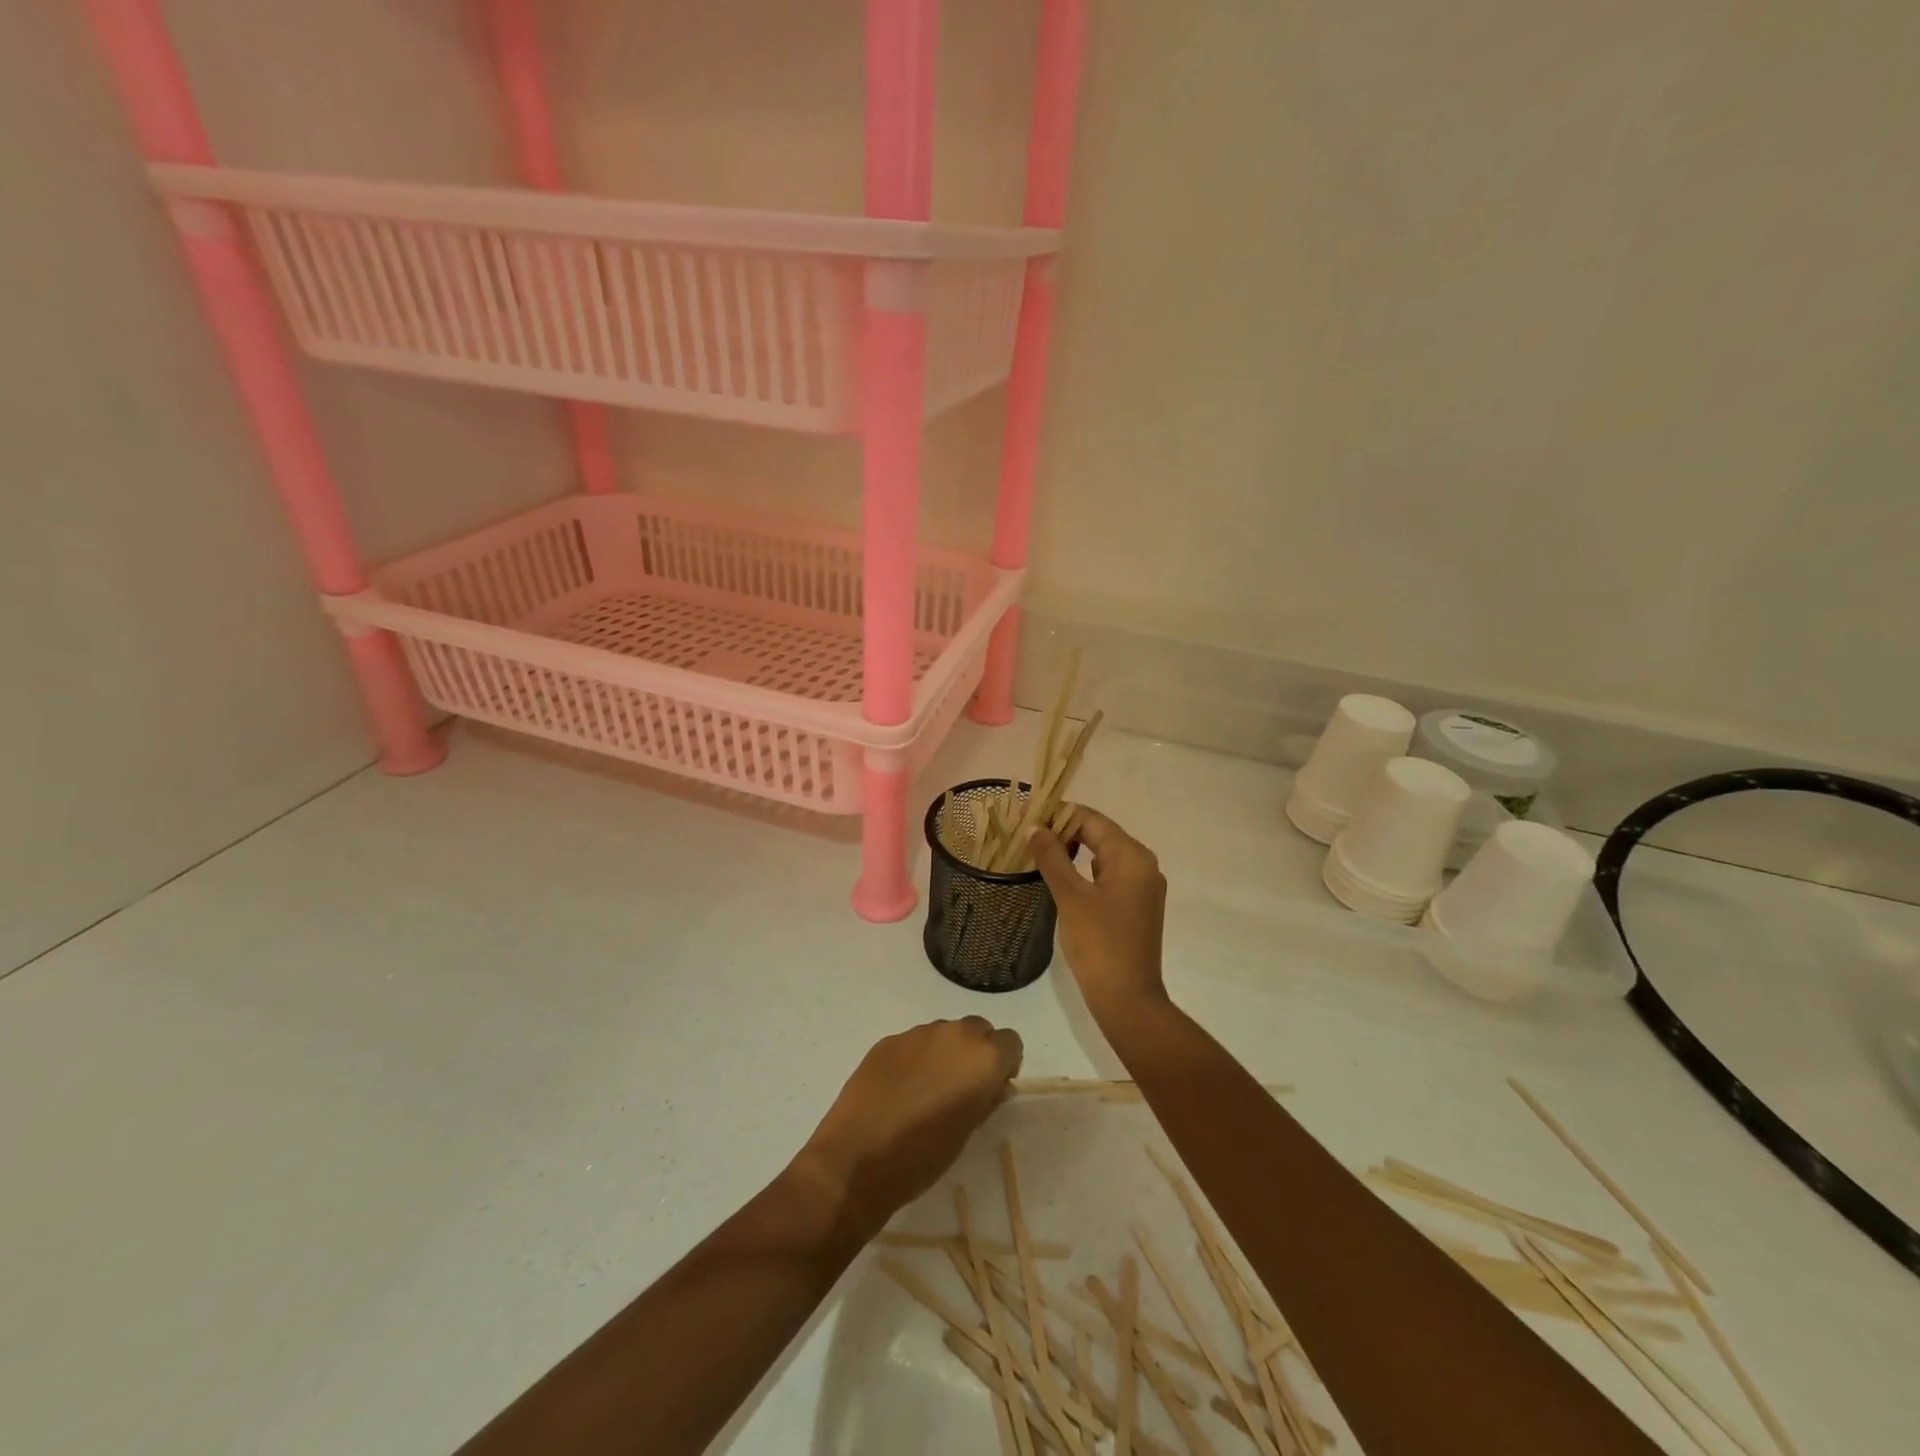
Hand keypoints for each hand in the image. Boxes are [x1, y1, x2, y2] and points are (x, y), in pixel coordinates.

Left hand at [794, 1018, 1022, 1236]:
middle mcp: (954, 1034)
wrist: (857, 1160)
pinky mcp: (888, 1040)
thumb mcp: (968, 1133)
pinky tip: (900, 1089)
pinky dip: (916, 1058)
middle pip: (978, 1030)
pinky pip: (914, 1042)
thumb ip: (987, 1100)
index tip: (991, 1089)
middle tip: (962, 1089)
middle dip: (975, 1053)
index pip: (1010, 1042)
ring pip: (945, 1033)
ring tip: (927, 1090)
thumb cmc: (923, 1156)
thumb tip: (997, 1085)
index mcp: (982, 1057)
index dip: (1004, 1064)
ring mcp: (918, 1033)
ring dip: (945, 1053)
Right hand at [1029, 808, 1168, 1020]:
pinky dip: (1084, 869)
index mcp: (1132, 856)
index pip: (1091, 819)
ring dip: (1072, 849)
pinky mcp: (1136, 905)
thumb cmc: (1099, 943)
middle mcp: (1143, 864)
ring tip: (1037, 851)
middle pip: (1099, 833)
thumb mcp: (1070, 896)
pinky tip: (1061, 876)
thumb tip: (1034, 827)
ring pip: (1103, 854)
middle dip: (1063, 830)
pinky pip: (1108, 874)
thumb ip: (1052, 857)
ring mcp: (1142, 886)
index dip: (1057, 814)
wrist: (1127, 999)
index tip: (1025, 814)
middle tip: (1026, 832)